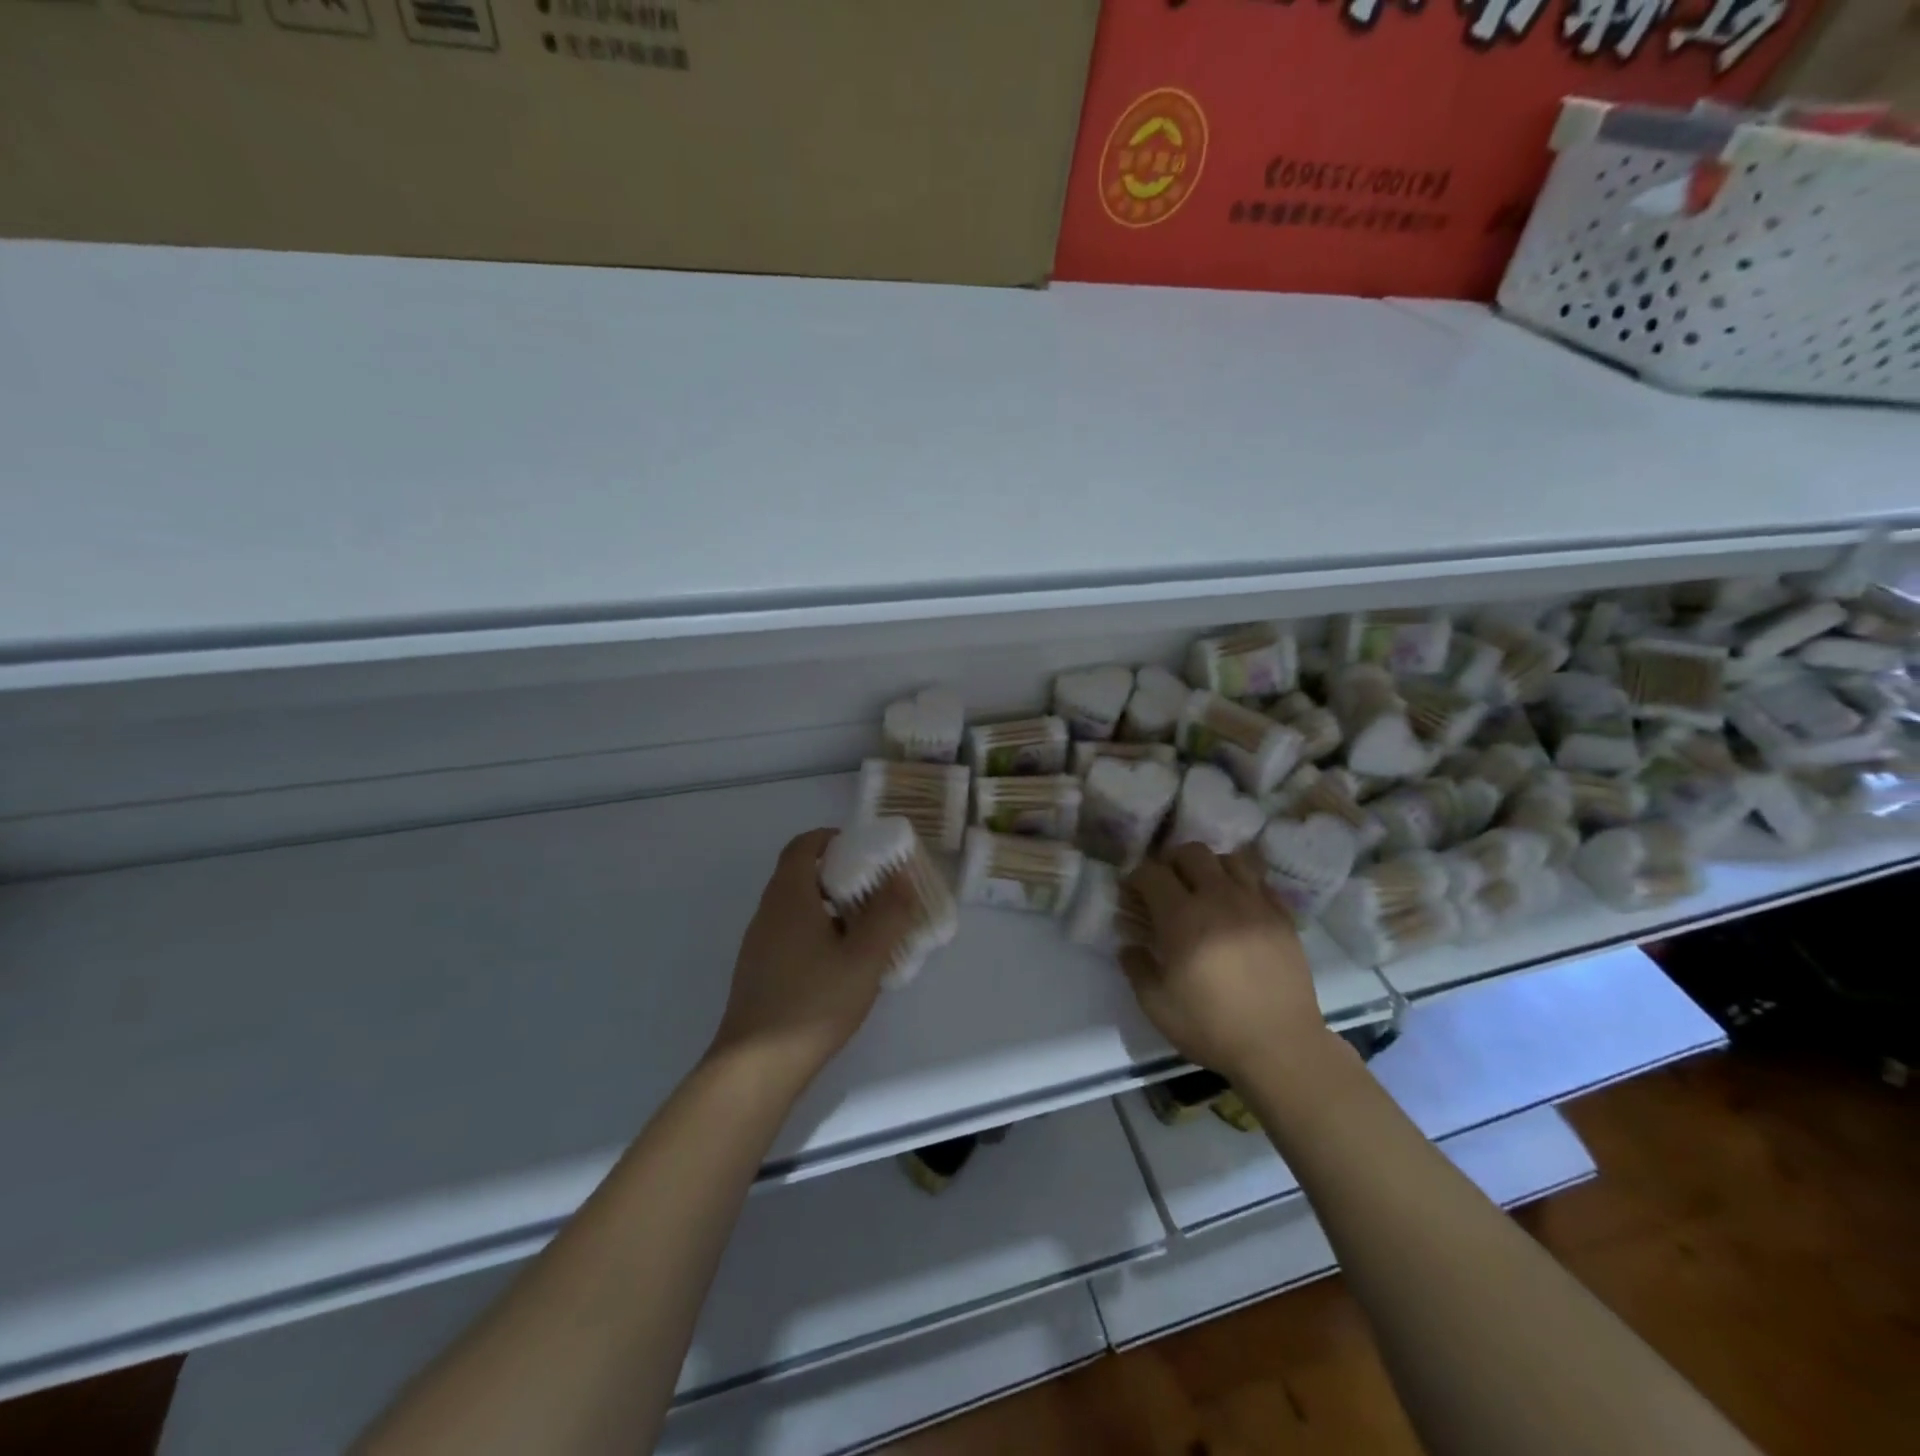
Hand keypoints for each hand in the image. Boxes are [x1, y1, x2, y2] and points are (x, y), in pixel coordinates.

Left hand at [707, 828, 919, 1095]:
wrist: (756, 1066)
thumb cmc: (814, 1003)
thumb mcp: (864, 958)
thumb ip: (888, 915)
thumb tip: (901, 879)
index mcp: (789, 897)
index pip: (803, 845)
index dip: (832, 838)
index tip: (864, 849)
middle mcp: (768, 912)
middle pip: (799, 874)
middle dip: (838, 873)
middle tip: (875, 888)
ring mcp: (758, 942)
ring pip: (795, 906)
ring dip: (828, 904)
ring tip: (865, 926)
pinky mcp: (758, 970)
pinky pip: (789, 932)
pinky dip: (815, 930)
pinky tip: (840, 963)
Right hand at [1121, 843, 1330, 1081]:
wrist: (1281, 1047)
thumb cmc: (1212, 1027)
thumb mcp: (1157, 1005)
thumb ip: (1136, 968)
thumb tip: (1129, 945)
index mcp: (1182, 917)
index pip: (1152, 872)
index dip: (1136, 877)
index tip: (1131, 894)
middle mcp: (1219, 898)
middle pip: (1191, 852)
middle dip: (1172, 862)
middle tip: (1166, 887)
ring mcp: (1255, 904)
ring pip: (1229, 859)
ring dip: (1209, 868)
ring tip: (1204, 891)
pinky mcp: (1282, 917)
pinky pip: (1259, 882)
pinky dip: (1242, 885)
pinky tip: (1237, 908)